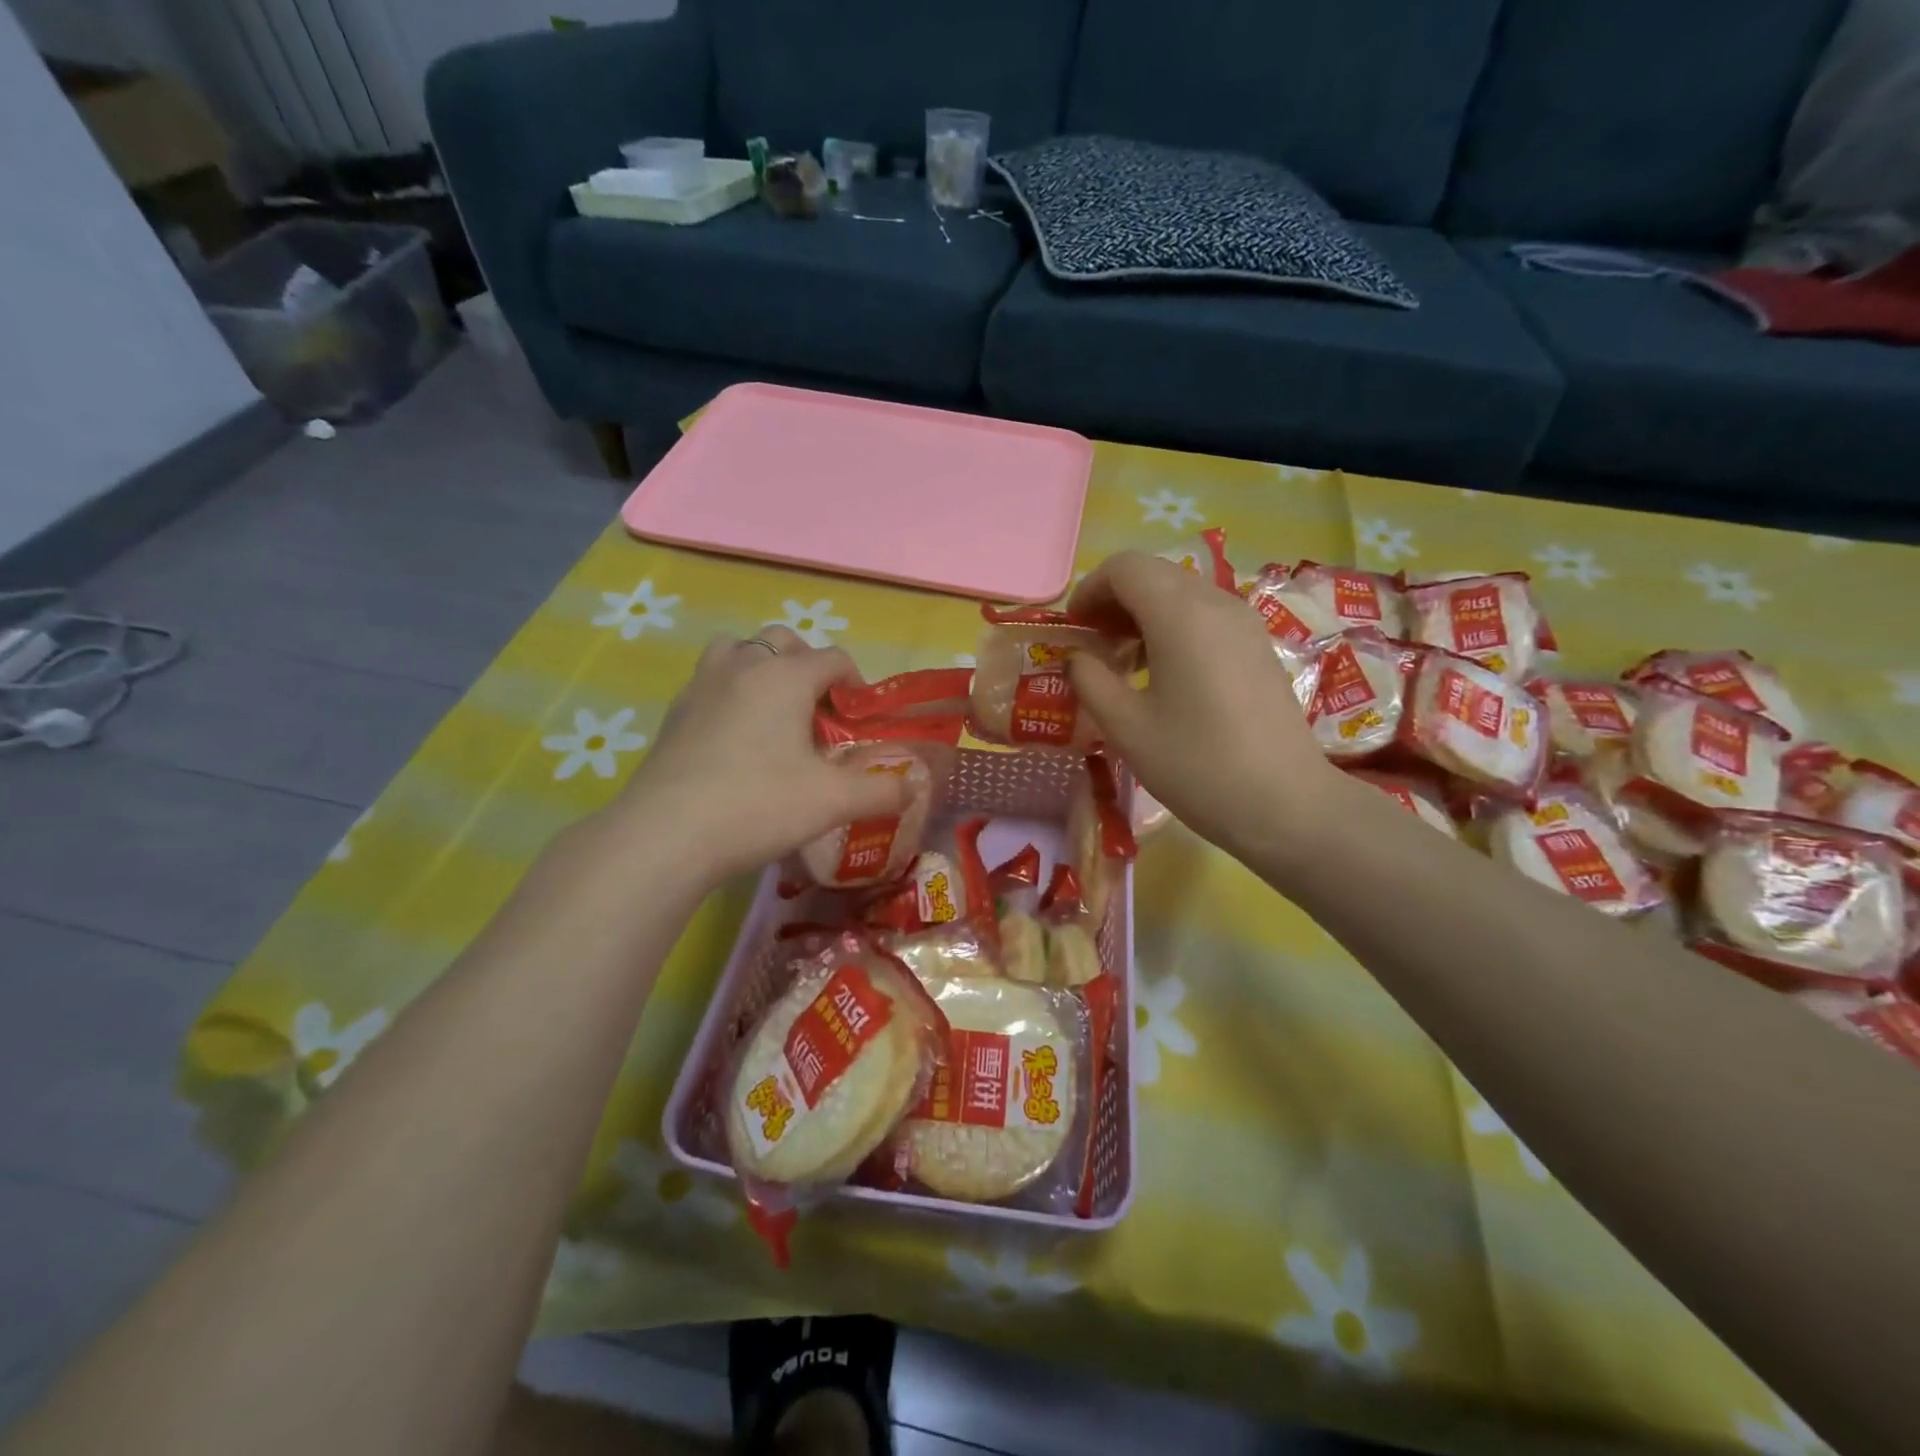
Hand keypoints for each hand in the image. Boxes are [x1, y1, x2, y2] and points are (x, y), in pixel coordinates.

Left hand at [607, 628, 911, 883]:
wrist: (665, 835)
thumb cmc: (759, 805)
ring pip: (736, 651)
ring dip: (761, 669)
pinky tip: (734, 741)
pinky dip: (729, 694)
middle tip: (816, 713)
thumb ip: (881, 790)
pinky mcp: (673, 714)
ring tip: (773, 713)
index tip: (859, 721)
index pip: (833, 658)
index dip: (855, 684)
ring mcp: (700, 686)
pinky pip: (709, 683)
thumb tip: (915, 786)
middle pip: (782, 641)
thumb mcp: (832, 802)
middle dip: (807, 666)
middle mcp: (742, 666)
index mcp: (785, 675)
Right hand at [1066, 553, 1343, 861]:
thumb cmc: (1196, 764)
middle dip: (1114, 600)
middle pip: (1154, 573)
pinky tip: (1164, 674)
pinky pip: (1206, 615)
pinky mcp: (1258, 646)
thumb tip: (1077, 658)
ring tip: (1124, 663)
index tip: (1074, 628)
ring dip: (1143, 614)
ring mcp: (1244, 623)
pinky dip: (1173, 627)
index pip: (1125, 567)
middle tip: (1093, 645)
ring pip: (1181, 592)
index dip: (1090, 589)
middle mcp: (1216, 603)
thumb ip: (1090, 681)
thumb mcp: (1126, 727)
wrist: (1285, 803)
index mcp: (1180, 614)